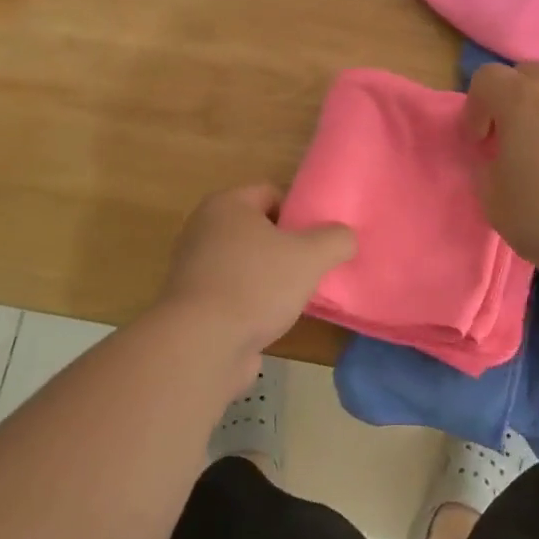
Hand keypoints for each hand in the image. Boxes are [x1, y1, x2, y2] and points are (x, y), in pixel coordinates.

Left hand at [158, 184, 356, 362]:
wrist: (201, 345)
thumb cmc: (256, 285)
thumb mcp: (310, 256)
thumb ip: (335, 239)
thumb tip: (344, 237)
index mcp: (226, 205)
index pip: (271, 193)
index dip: (299, 213)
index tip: (318, 239)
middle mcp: (204, 229)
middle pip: (259, 229)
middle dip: (286, 247)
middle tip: (312, 266)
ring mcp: (194, 268)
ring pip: (247, 263)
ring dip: (270, 277)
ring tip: (296, 296)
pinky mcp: (193, 304)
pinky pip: (233, 292)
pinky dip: (252, 302)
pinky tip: (271, 319)